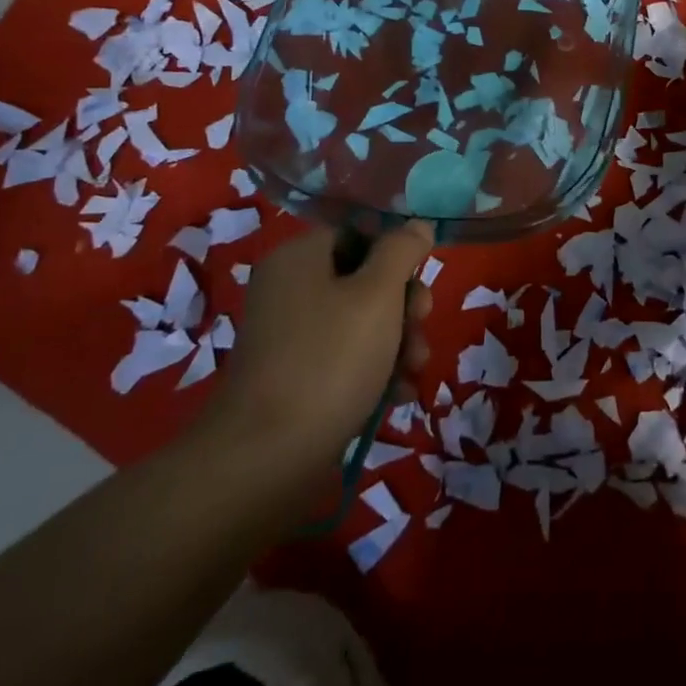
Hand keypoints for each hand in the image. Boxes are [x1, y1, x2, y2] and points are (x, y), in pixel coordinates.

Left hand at [202, 223, 434, 494]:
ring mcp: (290, 336)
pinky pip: (345, 357)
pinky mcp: (295, 377)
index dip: (396, 255)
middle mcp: (290, 289)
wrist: (266, 459)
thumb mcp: (378, 294)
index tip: (420, 285)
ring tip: (414, 371)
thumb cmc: (329, 360)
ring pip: (361, 321)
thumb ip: (402, 251)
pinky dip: (375, 370)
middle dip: (403, 306)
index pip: (359, 234)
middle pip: (364, 279)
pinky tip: (397, 395)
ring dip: (398, 342)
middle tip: (420, 329)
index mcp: (300, 257)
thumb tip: (417, 225)